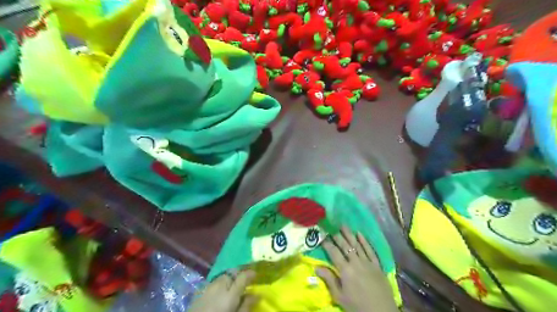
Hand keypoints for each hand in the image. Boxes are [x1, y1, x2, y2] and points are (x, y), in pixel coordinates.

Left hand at [186, 269, 255, 310]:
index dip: (251, 273)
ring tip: (231, 289)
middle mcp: (219, 285)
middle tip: (243, 284)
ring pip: (222, 277)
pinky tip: (219, 294)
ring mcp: (208, 287)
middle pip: (231, 273)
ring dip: (228, 280)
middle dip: (238, 276)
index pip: (243, 276)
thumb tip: (258, 294)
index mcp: (230, 292)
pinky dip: (219, 285)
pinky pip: (213, 283)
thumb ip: (246, 305)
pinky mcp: (199, 291)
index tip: (256, 275)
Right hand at [315, 227, 397, 311]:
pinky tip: (360, 234)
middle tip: (331, 225)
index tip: (322, 235)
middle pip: (345, 246)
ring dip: (349, 234)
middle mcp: (356, 262)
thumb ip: (329, 280)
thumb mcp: (340, 297)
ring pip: (357, 245)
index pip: (334, 253)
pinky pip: (370, 250)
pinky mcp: (377, 265)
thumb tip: (316, 267)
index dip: (327, 243)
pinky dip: (365, 241)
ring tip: (343, 224)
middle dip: (337, 235)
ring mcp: (368, 262)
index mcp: (346, 270)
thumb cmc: (357, 306)